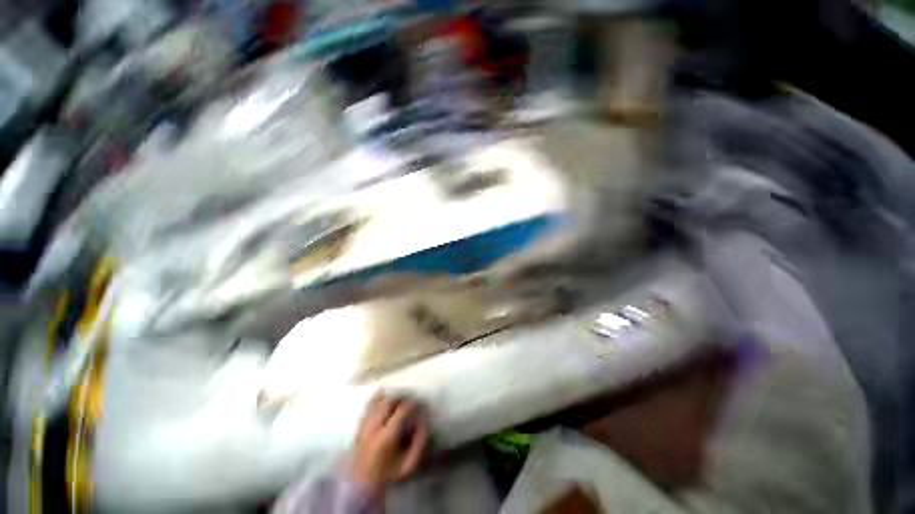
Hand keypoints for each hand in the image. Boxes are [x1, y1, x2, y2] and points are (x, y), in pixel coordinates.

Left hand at [349, 393, 429, 498]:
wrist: (362, 485)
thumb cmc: (389, 474)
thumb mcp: (409, 465)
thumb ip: (420, 443)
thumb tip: (424, 422)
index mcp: (386, 436)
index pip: (402, 410)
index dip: (413, 403)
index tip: (421, 403)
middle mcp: (374, 427)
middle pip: (389, 401)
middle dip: (402, 397)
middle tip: (412, 398)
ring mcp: (364, 424)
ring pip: (378, 400)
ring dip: (391, 396)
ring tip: (401, 397)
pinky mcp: (359, 424)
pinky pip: (369, 404)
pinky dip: (378, 397)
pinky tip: (385, 394)